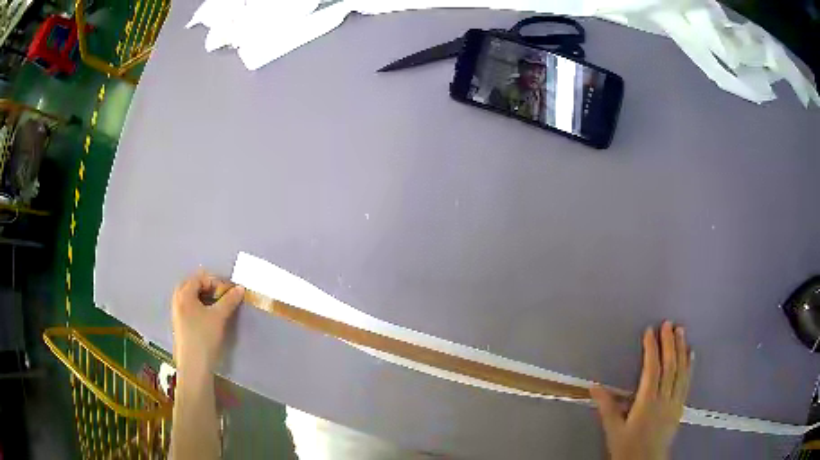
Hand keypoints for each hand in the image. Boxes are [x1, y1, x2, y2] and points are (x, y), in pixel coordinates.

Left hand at [171, 271, 244, 372]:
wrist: (194, 365)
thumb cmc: (204, 337)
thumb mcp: (219, 316)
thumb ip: (229, 300)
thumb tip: (240, 288)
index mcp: (184, 294)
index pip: (200, 278)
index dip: (216, 282)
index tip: (230, 292)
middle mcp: (178, 300)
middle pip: (193, 285)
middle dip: (209, 288)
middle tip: (223, 296)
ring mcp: (177, 313)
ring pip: (192, 298)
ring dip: (206, 298)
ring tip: (219, 307)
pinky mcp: (181, 324)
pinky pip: (190, 308)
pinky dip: (201, 307)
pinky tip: (210, 318)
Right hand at [590, 321, 691, 459]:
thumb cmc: (627, 448)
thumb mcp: (613, 430)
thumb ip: (607, 407)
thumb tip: (594, 387)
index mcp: (647, 403)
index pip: (652, 370)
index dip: (652, 349)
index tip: (650, 331)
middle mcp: (664, 399)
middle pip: (670, 366)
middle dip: (669, 343)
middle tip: (669, 324)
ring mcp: (675, 402)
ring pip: (681, 371)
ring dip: (681, 349)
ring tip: (681, 331)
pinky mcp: (680, 407)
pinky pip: (687, 382)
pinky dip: (690, 366)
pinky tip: (691, 355)